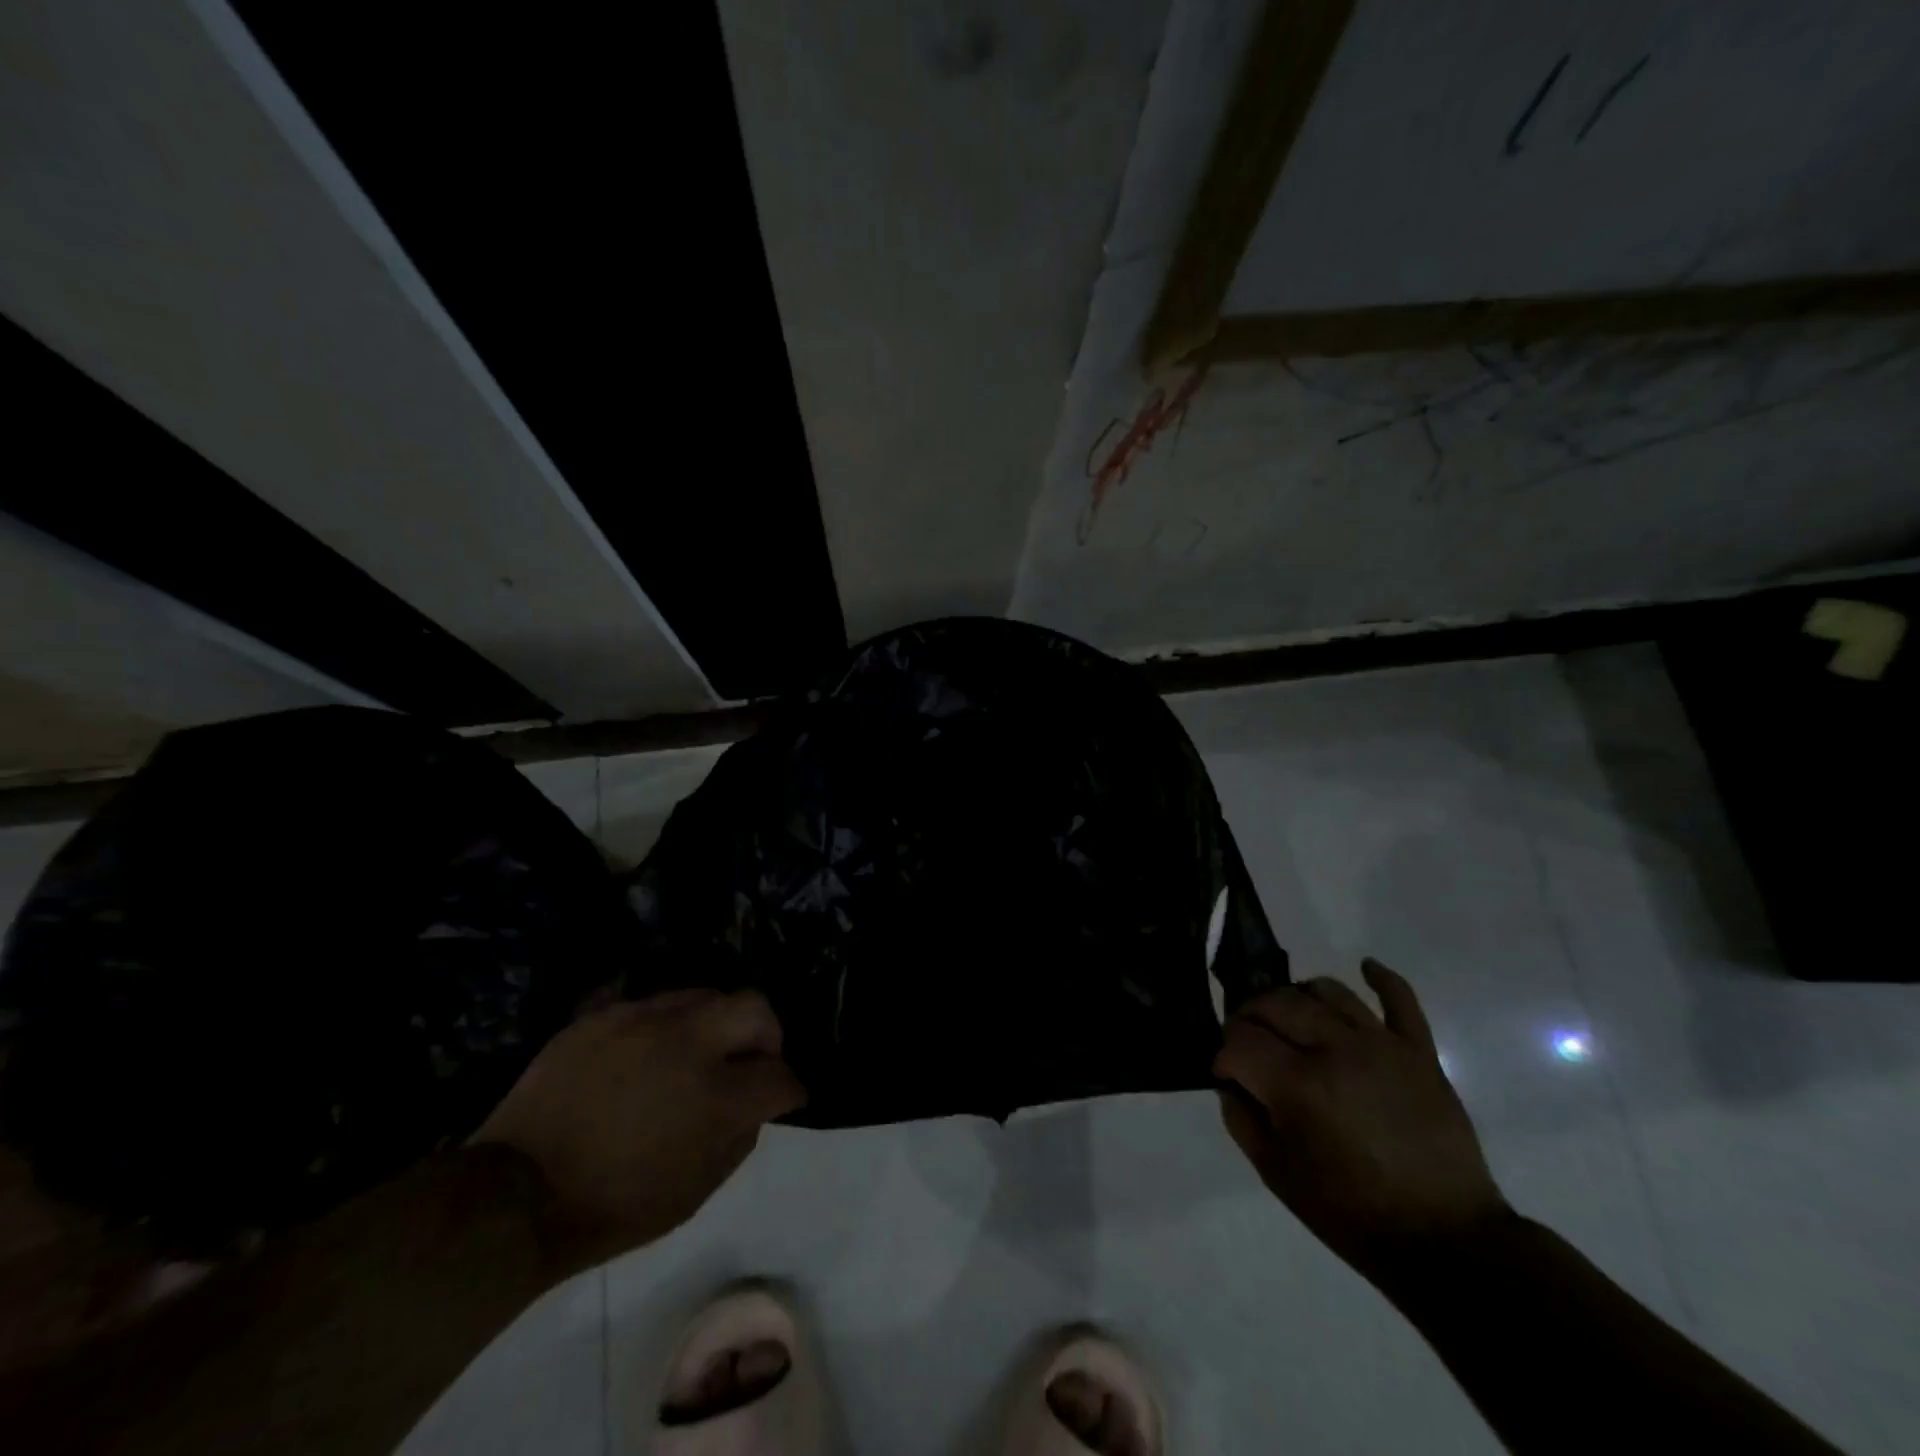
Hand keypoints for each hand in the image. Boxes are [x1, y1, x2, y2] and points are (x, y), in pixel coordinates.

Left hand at [473, 990, 804, 1274]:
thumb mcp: (693, 1194)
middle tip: (752, 1060)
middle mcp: (688, 1045)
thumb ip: (738, 1141)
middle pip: (755, 1008)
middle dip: (767, 1034)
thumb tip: (753, 1107)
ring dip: (716, 1023)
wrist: (514, 1196)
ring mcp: (642, 1021)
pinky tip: (651, 1053)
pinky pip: (653, 1004)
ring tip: (698, 1052)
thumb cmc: (612, 1207)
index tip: (786, 1097)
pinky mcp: (604, 1016)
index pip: (779, 1076)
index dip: (790, 1089)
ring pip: (705, 995)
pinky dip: (667, 1025)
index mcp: (716, 1098)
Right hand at [1214, 959, 1509, 1281]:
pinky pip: (1400, 999)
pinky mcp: (1419, 1051)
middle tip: (1249, 1042)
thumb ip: (1241, 1118)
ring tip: (1291, 1018)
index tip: (1228, 1074)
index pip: (1239, 1040)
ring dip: (1297, 997)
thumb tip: (1231, 1080)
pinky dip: (1381, 978)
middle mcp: (1335, 1049)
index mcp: (1297, 1084)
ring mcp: (1381, 1045)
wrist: (1445, 1241)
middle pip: (1275, 1003)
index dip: (1223, 1054)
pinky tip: (1364, 968)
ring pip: (1326, 990)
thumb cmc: (1351, 1212)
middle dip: (1249, 1017)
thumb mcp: (1276, 1173)